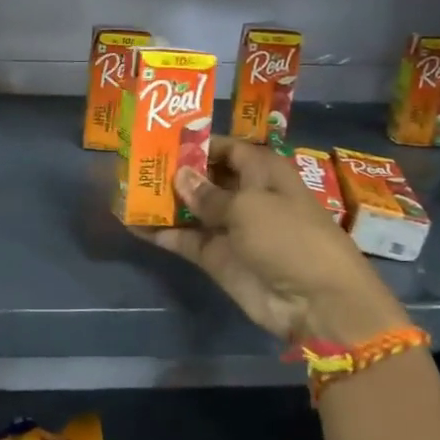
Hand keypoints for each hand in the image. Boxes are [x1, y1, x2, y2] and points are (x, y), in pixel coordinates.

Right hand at [139, 137, 409, 342]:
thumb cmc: (289, 238)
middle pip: (204, 177)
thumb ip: (208, 193)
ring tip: (124, 188)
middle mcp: (245, 194)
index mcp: (263, 172)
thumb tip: (179, 175)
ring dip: (162, 201)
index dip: (197, 143)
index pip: (226, 148)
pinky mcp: (216, 257)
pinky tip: (130, 221)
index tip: (160, 138)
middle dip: (173, 170)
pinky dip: (160, 232)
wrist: (315, 302)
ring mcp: (229, 227)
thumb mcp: (248, 207)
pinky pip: (183, 239)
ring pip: (190, 208)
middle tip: (133, 161)